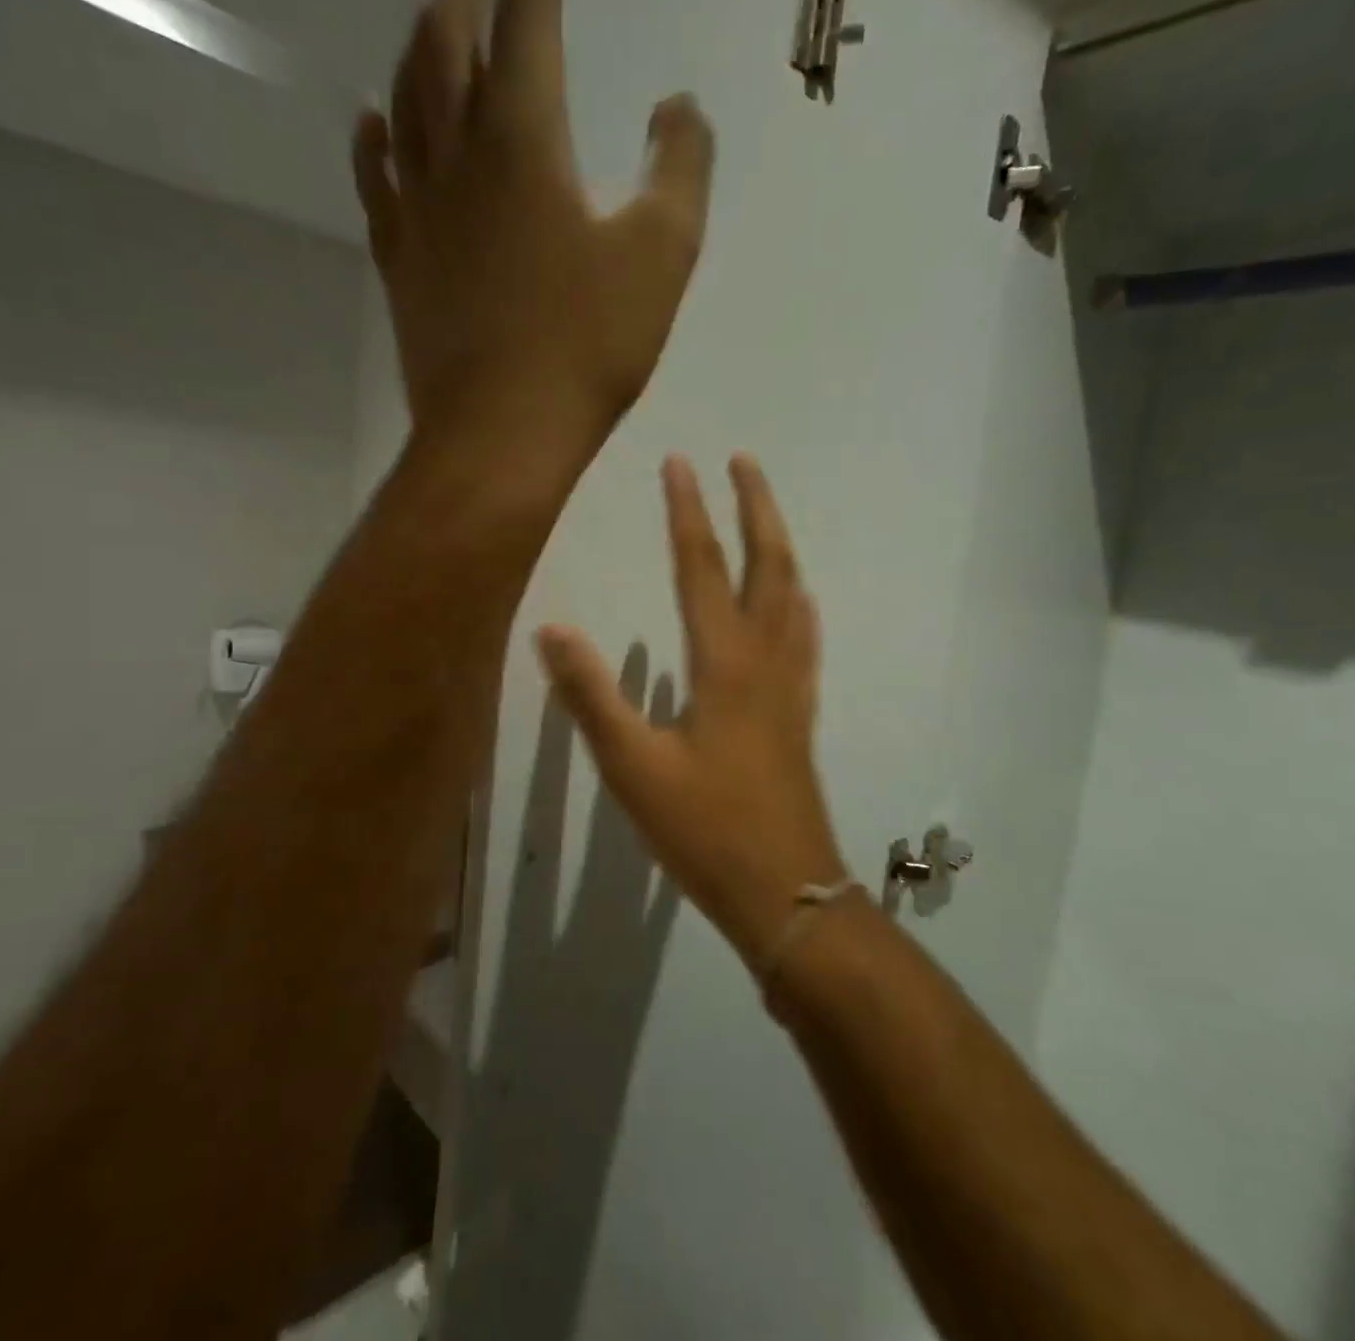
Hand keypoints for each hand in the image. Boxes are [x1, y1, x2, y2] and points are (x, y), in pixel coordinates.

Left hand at [352, 0, 715, 454]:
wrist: (503, 434)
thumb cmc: (587, 348)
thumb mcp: (663, 255)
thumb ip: (681, 166)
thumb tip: (676, 106)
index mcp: (523, 140)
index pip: (528, 20)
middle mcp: (457, 156)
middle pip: (448, 42)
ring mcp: (418, 211)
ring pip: (406, 98)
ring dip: (418, 43)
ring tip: (432, 14)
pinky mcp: (400, 262)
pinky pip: (377, 178)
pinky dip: (375, 136)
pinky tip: (376, 118)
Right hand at [536, 455, 847, 964]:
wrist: (784, 891)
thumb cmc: (704, 830)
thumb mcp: (632, 767)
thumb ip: (591, 696)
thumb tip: (550, 629)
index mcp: (724, 664)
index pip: (701, 568)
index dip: (688, 512)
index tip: (680, 463)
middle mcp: (766, 660)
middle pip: (769, 565)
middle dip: (756, 508)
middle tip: (744, 462)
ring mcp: (791, 686)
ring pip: (794, 596)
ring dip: (780, 545)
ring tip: (767, 514)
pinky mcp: (800, 713)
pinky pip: (804, 636)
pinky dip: (799, 601)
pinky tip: (797, 600)